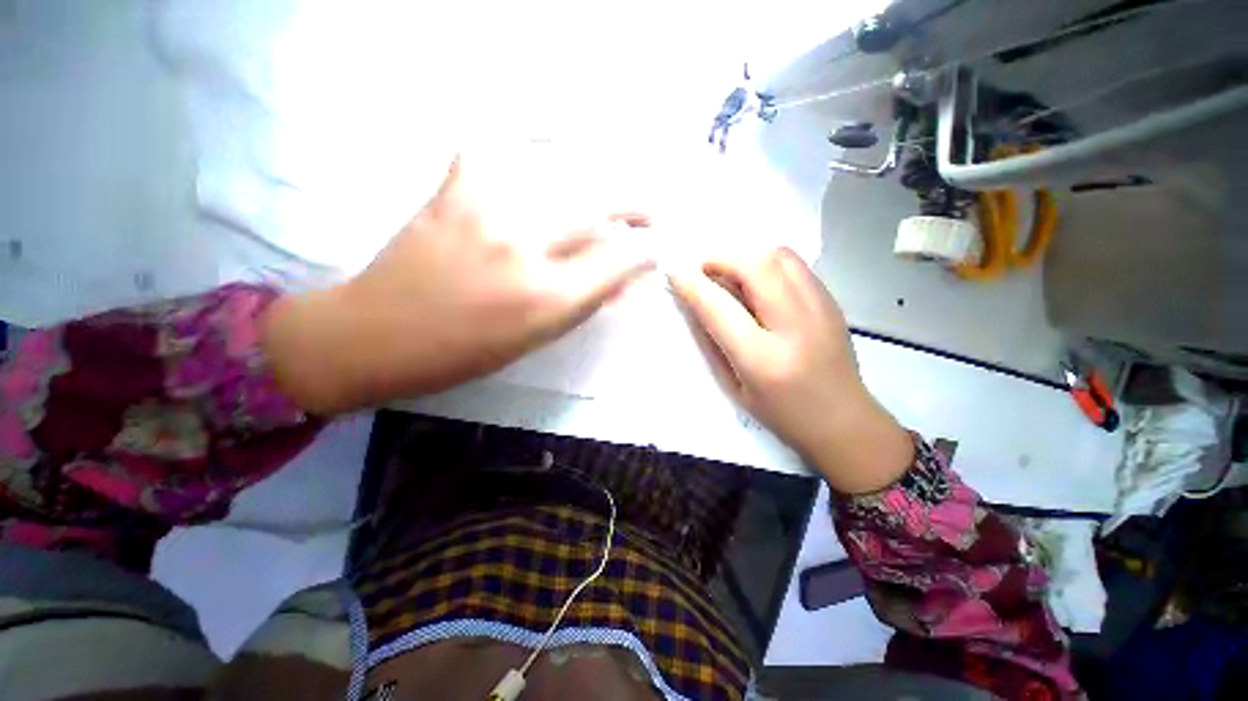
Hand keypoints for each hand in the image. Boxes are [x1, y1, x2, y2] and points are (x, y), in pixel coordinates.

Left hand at [263, 156, 654, 413]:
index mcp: (549, 299)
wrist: (376, 335)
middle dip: (635, 207)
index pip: (620, 260)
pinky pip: (499, 149)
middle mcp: (526, 249)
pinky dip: (526, 141)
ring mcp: (487, 212)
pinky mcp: (453, 190)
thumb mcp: (537, 338)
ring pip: (562, 175)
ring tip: (609, 187)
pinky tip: (545, 145)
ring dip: (597, 177)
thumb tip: (624, 284)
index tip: (655, 248)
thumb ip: (584, 304)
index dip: (645, 252)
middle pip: (601, 209)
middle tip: (648, 211)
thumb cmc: (464, 353)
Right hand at [670, 248, 912, 493]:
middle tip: (703, 270)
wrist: (845, 422)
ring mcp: (820, 308)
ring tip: (730, 273)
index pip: (719, 307)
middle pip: (756, 266)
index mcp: (763, 359)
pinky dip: (767, 263)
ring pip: (779, 255)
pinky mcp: (832, 301)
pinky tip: (758, 282)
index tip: (675, 272)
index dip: (692, 285)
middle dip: (721, 258)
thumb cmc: (781, 414)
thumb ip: (713, 343)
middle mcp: (795, 326)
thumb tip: (695, 304)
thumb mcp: (735, 387)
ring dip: (746, 256)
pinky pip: (795, 265)